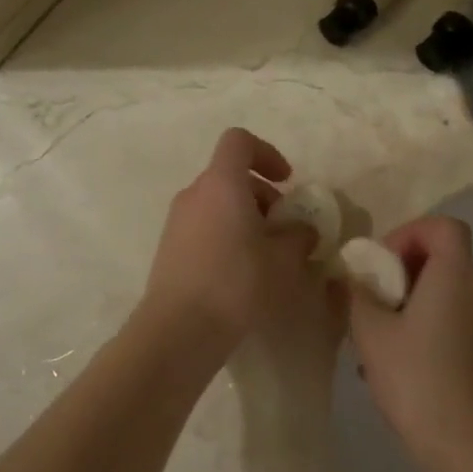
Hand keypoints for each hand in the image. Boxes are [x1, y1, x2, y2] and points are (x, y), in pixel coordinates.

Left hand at [140, 128, 317, 360]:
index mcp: (221, 183)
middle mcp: (195, 193)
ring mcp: (177, 221)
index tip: (286, 181)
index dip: (266, 153)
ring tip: (267, 255)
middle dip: (262, 194)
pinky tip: (242, 274)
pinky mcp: (169, 248)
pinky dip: (226, 236)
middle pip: (230, 175)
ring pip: (217, 203)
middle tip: (283, 228)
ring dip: (245, 218)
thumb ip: (299, 236)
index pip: (239, 141)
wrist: (178, 330)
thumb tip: (303, 229)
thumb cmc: (236, 283)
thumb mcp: (283, 260)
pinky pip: (204, 227)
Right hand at [348, 216, 472, 471]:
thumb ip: (358, 296)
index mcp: (455, 277)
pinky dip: (423, 331)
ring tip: (376, 342)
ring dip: (408, 307)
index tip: (384, 263)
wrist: (471, 450)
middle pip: (442, 260)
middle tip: (372, 301)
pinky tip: (395, 369)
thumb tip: (353, 279)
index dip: (411, 232)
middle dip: (401, 274)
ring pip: (442, 297)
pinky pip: (450, 325)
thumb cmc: (418, 379)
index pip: (445, 227)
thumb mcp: (371, 333)